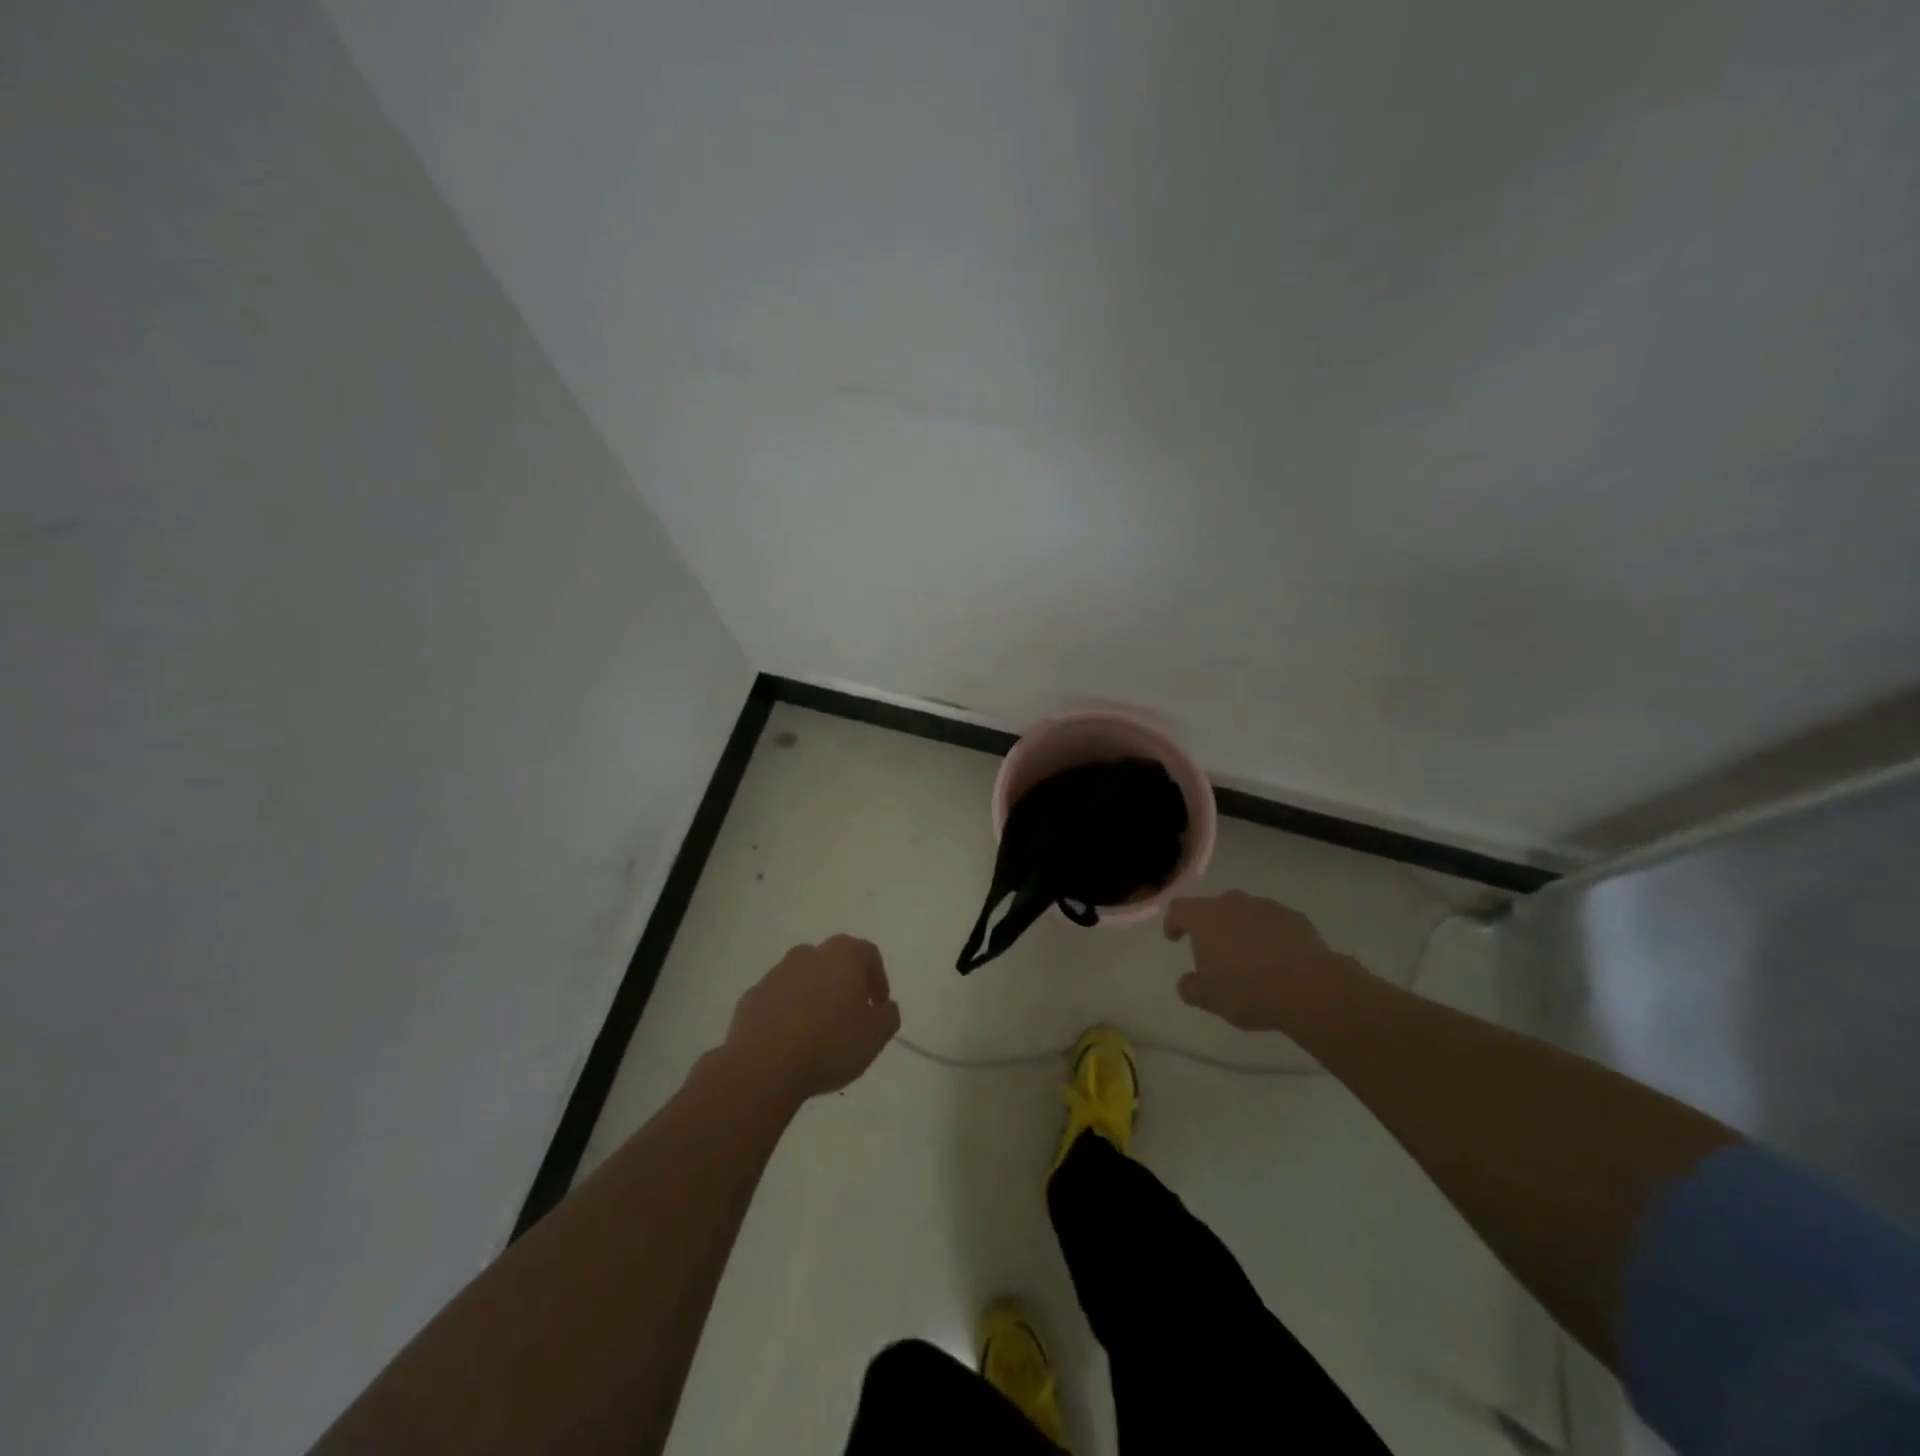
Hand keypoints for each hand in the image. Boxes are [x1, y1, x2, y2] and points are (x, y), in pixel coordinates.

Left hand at [721, 936, 901, 1101]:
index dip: (878, 979)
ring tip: (818, 1031)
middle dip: (844, 984)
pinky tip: (790, 1040)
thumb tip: (884, 1007)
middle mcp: (808, 954)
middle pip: (833, 962)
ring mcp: (775, 974)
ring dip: (814, 996)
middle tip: (851, 1015)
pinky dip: (787, 1012)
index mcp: (842, 955)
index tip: (878, 1006)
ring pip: (803, 978)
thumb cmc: (829, 1044)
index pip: (868, 954)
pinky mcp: (751, 997)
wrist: (764, 1066)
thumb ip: (888, 1016)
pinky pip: (777, 999)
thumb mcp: (875, 1036)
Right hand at [1163, 892, 1364, 1030]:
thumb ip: (1190, 987)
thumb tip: (1187, 982)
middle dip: (1211, 925)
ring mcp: (1266, 907)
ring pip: (1246, 912)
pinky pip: (1274, 922)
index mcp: (1204, 918)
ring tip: (1249, 956)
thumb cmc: (1248, 990)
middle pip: (1214, 907)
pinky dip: (1270, 935)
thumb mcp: (1209, 998)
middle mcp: (1233, 903)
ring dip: (1242, 928)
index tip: (1175, 939)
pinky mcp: (1295, 917)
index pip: (1179, 909)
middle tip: (1215, 951)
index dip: (1173, 923)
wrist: (1309, 988)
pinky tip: (1278, 959)